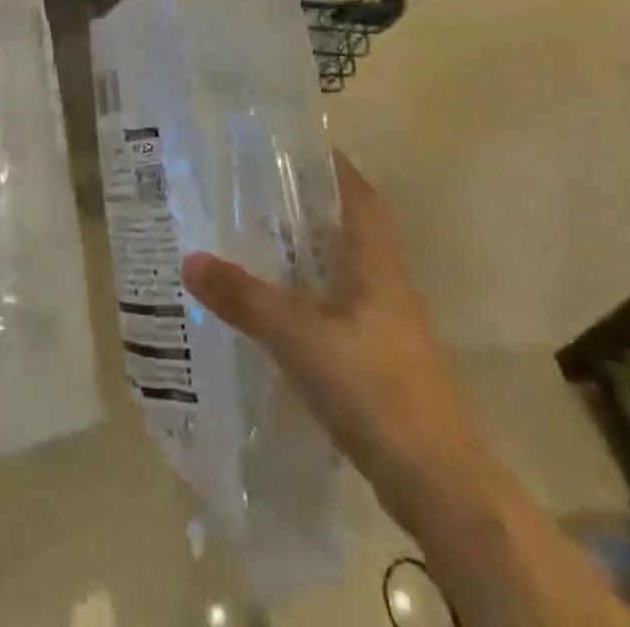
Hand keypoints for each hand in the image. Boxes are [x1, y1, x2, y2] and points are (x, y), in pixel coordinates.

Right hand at [181, 151, 488, 527]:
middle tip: (255, 188)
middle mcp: (386, 286)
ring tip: (254, 239)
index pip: (360, 195)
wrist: (440, 487)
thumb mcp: (300, 338)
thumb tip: (189, 258)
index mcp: (377, 265)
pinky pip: (337, 311)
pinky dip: (307, 297)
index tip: (293, 143)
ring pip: (341, 271)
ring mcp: (386, 328)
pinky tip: (274, 308)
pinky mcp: (379, 364)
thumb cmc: (376, 392)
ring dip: (306, 253)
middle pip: (348, 229)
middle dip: (307, 205)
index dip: (333, 165)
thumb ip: (245, 298)